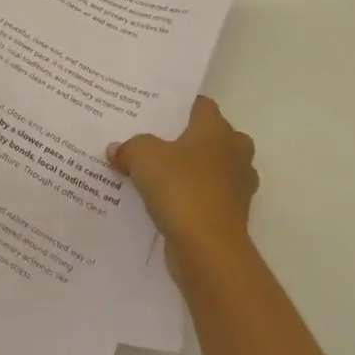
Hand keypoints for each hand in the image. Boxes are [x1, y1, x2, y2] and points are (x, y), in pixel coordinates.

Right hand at [108, 96, 258, 257]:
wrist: (208, 249)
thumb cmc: (180, 187)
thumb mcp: (142, 156)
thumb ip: (129, 147)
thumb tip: (116, 149)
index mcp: (216, 129)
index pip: (202, 105)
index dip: (181, 105)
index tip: (158, 110)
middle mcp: (234, 153)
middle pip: (215, 137)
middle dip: (192, 139)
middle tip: (160, 141)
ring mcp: (238, 187)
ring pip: (216, 169)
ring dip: (196, 171)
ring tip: (161, 173)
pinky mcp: (233, 217)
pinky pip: (211, 198)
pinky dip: (195, 199)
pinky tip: (167, 203)